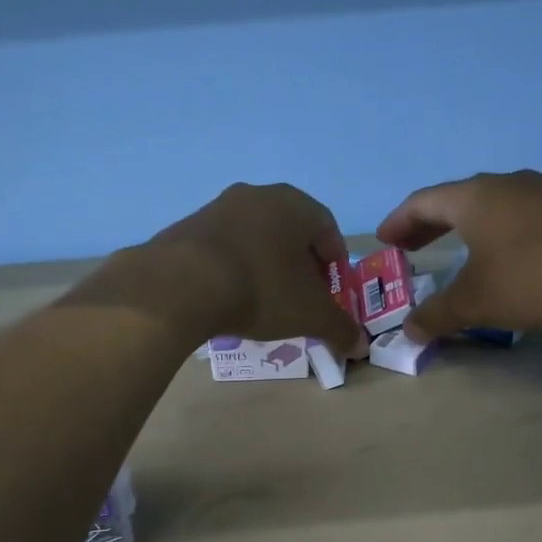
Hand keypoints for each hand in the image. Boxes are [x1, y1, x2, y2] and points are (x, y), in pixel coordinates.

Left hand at [125, 183, 365, 358]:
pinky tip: (228, 295)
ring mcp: (216, 207)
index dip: (334, 259)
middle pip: (289, 229)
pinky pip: (221, 247)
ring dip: (264, 263)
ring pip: (253, 236)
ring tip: (263, 299)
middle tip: (301, 295)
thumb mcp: (309, 315)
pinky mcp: (185, 227)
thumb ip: (339, 328)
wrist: (181, 285)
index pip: (327, 226)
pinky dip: (232, 267)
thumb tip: (360, 346)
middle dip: (300, 262)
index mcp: (294, 204)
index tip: (332, 288)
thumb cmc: (261, 289)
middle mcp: (256, 195)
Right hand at [376, 169, 541, 340]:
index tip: (384, 241)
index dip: (398, 222)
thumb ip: (438, 314)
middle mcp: (506, 185)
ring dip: (466, 230)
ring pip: (491, 208)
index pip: (422, 202)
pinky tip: (507, 260)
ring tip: (457, 253)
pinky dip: (498, 236)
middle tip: (411, 247)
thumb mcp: (477, 302)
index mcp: (473, 198)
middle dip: (429, 225)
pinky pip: (519, 219)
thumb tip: (409, 331)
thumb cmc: (536, 275)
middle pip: (455, 201)